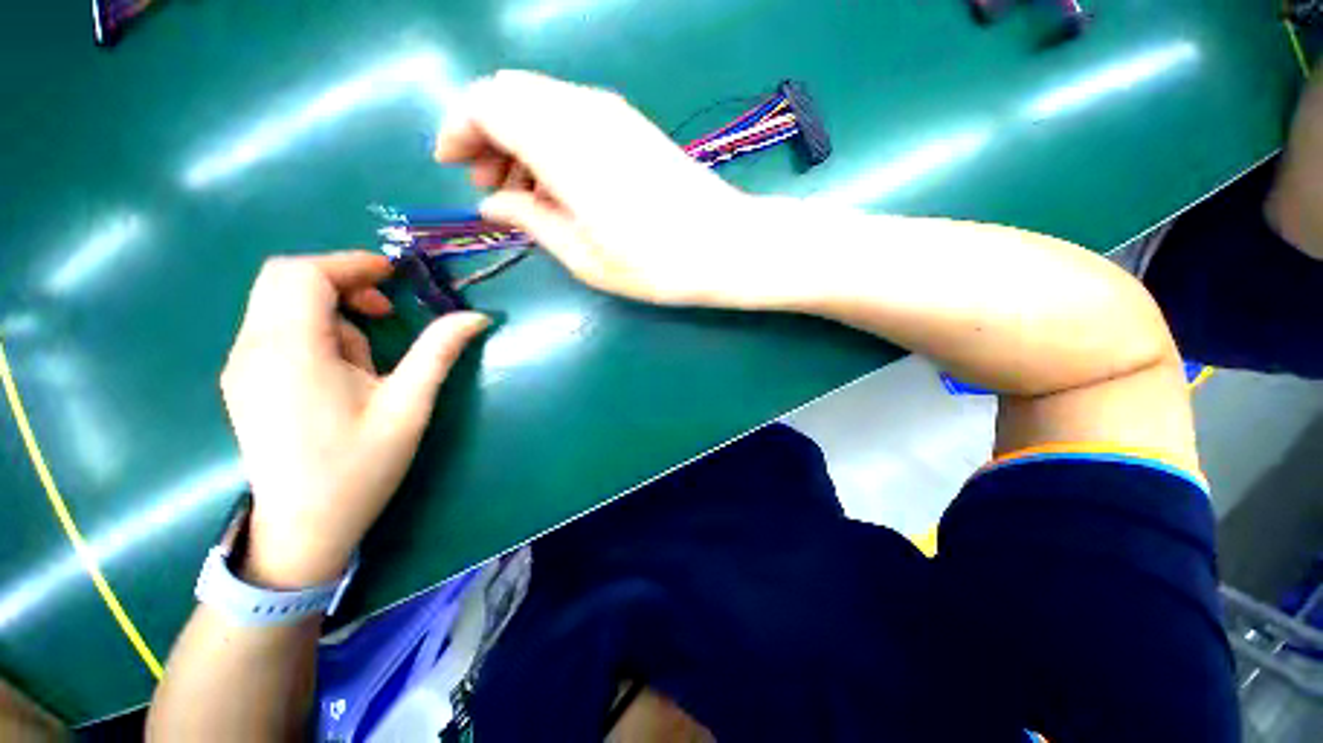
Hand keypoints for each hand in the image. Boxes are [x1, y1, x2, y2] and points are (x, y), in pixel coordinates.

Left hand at [220, 252, 488, 587]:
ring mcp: (241, 365)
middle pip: (284, 280)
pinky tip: (341, 370)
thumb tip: (477, 316)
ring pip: (279, 304)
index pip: (302, 274)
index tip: (394, 276)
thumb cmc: (359, 467)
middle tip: (385, 309)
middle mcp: (252, 349)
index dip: (350, 263)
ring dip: (330, 311)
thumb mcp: (408, 405)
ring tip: (368, 358)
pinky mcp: (244, 380)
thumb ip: (438, 351)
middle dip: (340, 281)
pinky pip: (275, 330)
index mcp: (291, 352)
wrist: (302, 529)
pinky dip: (314, 329)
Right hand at [434, 71, 784, 308]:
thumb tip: (493, 203)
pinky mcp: (632, 125)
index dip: (459, 128)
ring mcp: (613, 113)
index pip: (486, 103)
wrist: (724, 246)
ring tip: (523, 192)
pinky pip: (572, 114)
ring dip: (518, 137)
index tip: (453, 166)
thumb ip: (531, 220)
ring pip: (541, 102)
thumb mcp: (583, 256)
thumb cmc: (654, 263)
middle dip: (486, 132)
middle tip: (490, 185)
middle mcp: (583, 110)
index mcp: (562, 142)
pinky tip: (560, 182)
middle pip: (510, 94)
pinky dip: (550, 138)